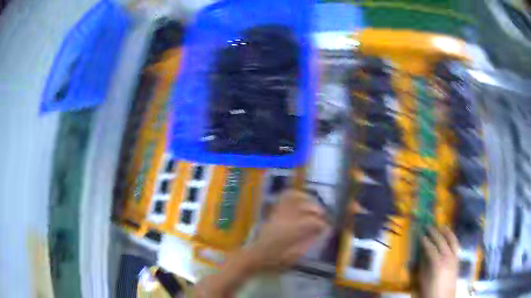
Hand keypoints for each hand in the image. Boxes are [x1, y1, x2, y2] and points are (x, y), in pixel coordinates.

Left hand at [193, 189, 328, 297]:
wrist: (253, 256)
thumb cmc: (272, 261)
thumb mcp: (292, 257)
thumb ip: (306, 245)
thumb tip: (318, 234)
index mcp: (291, 233)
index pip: (312, 222)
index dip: (322, 224)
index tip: (327, 228)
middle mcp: (286, 220)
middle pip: (306, 208)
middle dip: (318, 210)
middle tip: (324, 216)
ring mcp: (278, 215)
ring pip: (294, 199)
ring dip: (307, 200)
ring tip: (315, 205)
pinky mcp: (273, 214)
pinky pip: (283, 199)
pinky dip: (294, 195)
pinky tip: (301, 199)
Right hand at [419, 226, 458, 297]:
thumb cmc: (430, 291)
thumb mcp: (422, 281)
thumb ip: (422, 266)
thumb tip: (419, 255)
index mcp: (437, 263)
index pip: (430, 247)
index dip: (424, 240)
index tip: (419, 233)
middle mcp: (448, 257)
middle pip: (442, 241)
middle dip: (435, 232)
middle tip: (428, 226)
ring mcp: (454, 257)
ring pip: (452, 240)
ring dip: (447, 232)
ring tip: (441, 226)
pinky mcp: (457, 260)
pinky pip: (456, 245)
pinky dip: (452, 239)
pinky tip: (449, 238)